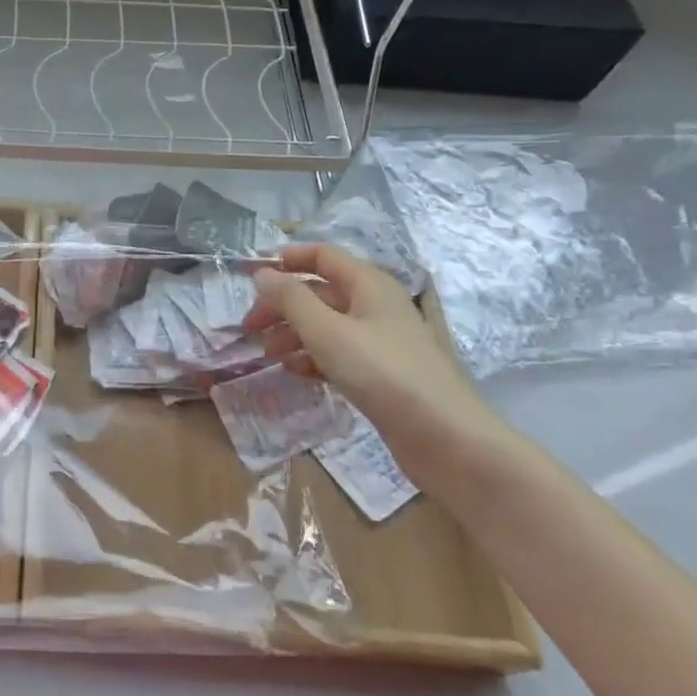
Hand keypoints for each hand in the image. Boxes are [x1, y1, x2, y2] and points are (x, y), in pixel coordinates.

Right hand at [244, 244, 510, 485]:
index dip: (289, 260)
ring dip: (294, 334)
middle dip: (283, 305)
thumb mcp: (327, 331)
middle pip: (320, 293)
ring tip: (268, 354)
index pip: (324, 257)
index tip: (253, 277)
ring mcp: (381, 342)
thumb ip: (291, 299)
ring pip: (327, 325)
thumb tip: (262, 273)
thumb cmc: (384, 373)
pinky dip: (313, 358)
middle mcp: (376, 306)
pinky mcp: (382, 374)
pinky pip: (339, 354)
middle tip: (250, 327)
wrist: (446, 438)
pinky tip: (295, 372)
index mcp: (370, 285)